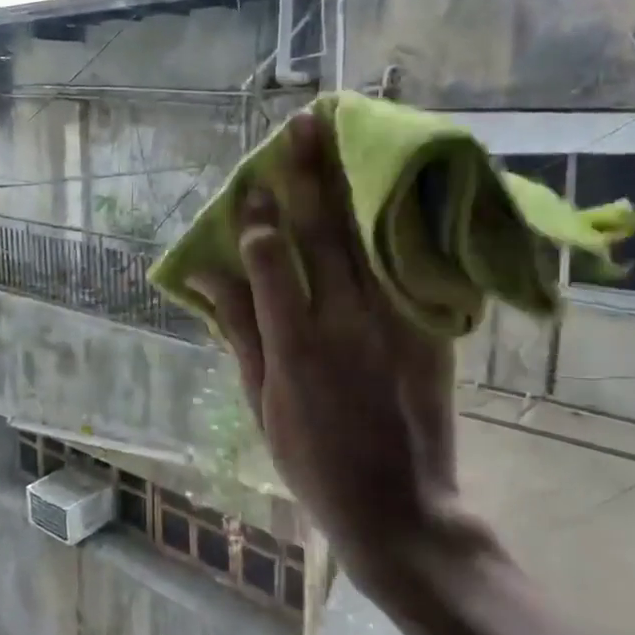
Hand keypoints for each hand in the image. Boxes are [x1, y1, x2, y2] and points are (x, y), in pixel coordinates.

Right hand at [193, 113, 484, 587]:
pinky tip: (392, 187)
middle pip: (324, 233)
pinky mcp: (429, 332)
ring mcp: (394, 324)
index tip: (252, 184)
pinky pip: (412, 266)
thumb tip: (205, 277)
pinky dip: (399, 223)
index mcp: (294, 345)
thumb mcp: (259, 404)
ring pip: (370, 237)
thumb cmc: (312, 462)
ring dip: (354, 183)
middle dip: (311, 174)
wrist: (400, 508)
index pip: (270, 260)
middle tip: (303, 126)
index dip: (257, 218)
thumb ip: (238, 333)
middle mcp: (345, 323)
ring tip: (344, 137)